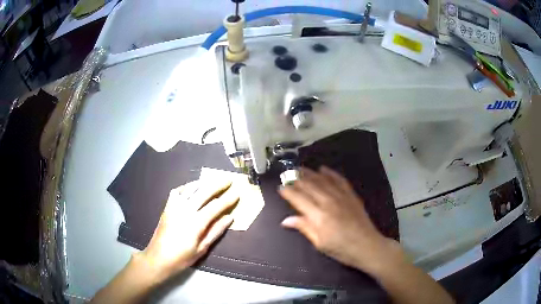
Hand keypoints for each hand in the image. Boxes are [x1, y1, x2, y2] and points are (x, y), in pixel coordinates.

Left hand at [137, 180, 238, 280]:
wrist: (158, 258)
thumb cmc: (182, 257)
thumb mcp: (202, 249)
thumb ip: (216, 231)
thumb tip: (229, 218)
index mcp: (196, 222)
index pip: (216, 206)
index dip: (227, 199)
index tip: (237, 193)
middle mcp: (185, 210)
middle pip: (204, 192)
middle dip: (218, 185)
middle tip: (228, 180)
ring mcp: (175, 206)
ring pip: (191, 189)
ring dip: (204, 183)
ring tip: (213, 180)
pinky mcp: (167, 207)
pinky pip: (178, 191)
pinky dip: (187, 187)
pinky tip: (193, 187)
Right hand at [279, 167, 403, 273]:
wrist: (367, 246)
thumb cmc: (341, 249)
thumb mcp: (319, 243)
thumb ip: (304, 228)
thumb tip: (285, 220)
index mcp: (318, 216)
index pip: (298, 198)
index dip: (288, 192)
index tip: (280, 188)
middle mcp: (328, 202)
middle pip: (309, 186)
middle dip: (296, 179)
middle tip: (287, 175)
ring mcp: (341, 196)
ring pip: (322, 180)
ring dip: (310, 173)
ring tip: (300, 168)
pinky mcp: (351, 195)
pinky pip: (339, 180)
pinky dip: (330, 173)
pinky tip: (323, 169)